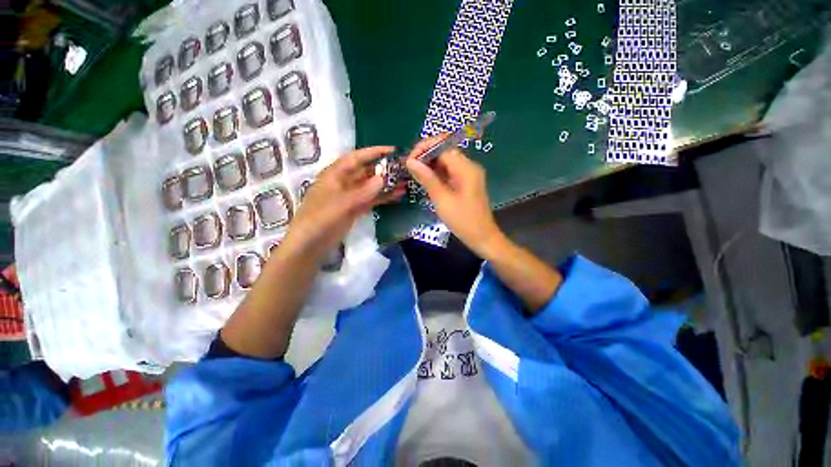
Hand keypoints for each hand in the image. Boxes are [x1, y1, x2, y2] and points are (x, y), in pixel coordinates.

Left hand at [283, 146, 403, 257]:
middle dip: (384, 169)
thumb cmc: (321, 218)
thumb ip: (364, 191)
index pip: (357, 158)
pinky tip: (397, 196)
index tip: (393, 150)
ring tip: (405, 182)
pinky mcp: (355, 209)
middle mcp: (344, 182)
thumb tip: (384, 178)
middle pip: (366, 171)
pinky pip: (371, 199)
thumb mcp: (343, 203)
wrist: (310, 244)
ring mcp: (350, 196)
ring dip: (386, 184)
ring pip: (371, 186)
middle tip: (404, 169)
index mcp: (335, 174)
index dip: (374, 152)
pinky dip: (383, 197)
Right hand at [405, 135, 505, 257]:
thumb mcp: (442, 200)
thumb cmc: (463, 220)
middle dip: (425, 156)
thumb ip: (427, 178)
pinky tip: (425, 180)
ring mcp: (468, 175)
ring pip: (445, 162)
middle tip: (409, 167)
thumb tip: (410, 162)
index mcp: (466, 168)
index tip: (409, 160)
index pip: (442, 147)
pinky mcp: (465, 183)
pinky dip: (436, 174)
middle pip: (444, 152)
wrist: (482, 237)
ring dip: (430, 165)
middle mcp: (468, 166)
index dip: (424, 149)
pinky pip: (449, 172)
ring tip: (414, 173)